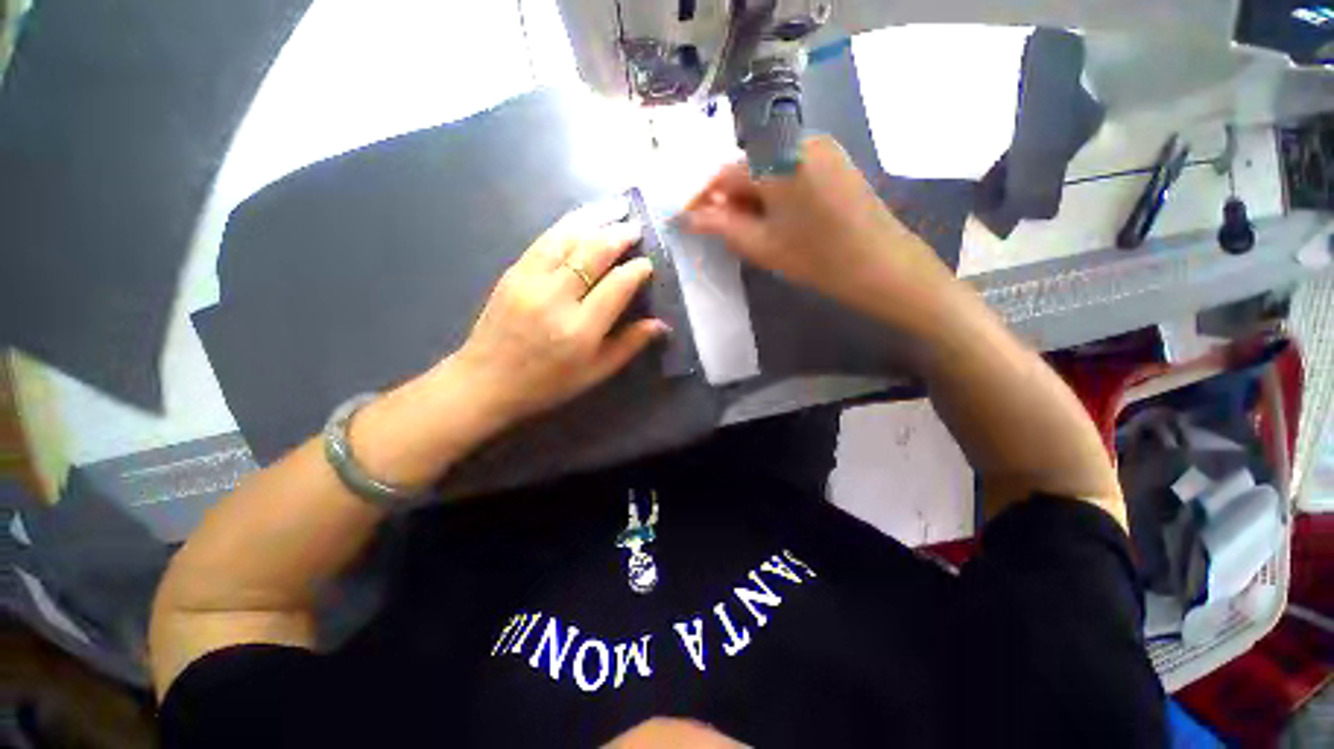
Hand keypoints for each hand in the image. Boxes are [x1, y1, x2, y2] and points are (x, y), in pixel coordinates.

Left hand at [450, 206, 669, 427]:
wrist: (485, 381)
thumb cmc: (547, 383)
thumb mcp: (595, 373)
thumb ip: (629, 345)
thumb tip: (661, 324)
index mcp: (580, 329)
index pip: (617, 285)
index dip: (637, 270)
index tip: (648, 263)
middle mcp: (556, 298)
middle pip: (593, 253)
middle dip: (619, 235)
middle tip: (636, 226)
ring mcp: (530, 280)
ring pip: (568, 238)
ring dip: (595, 220)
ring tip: (616, 208)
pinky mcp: (513, 272)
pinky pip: (545, 240)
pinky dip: (568, 224)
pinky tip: (582, 218)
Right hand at [684, 135, 956, 332]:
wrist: (881, 264)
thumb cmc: (816, 258)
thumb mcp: (760, 245)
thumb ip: (720, 225)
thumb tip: (688, 216)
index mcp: (775, 159)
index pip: (724, 173)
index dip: (705, 197)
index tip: (692, 219)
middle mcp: (797, 139)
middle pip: (747, 166)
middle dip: (730, 197)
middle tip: (724, 231)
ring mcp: (820, 146)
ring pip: (768, 168)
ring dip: (752, 196)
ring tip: (752, 229)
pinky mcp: (833, 158)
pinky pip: (789, 169)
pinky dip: (775, 191)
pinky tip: (778, 218)